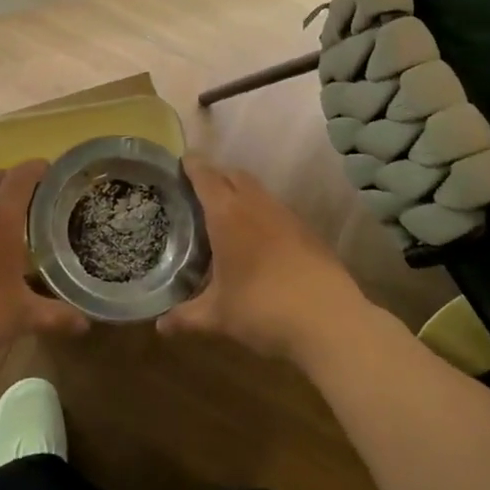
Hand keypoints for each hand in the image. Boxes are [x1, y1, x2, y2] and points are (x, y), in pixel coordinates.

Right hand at [159, 160, 380, 368]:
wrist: (330, 321)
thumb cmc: (263, 309)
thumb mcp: (218, 316)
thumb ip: (185, 317)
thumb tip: (159, 327)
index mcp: (228, 214)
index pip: (206, 176)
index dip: (192, 166)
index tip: (180, 162)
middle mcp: (257, 205)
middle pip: (234, 175)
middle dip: (216, 176)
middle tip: (197, 191)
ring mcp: (287, 216)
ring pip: (258, 191)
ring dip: (240, 193)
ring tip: (225, 214)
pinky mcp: (308, 232)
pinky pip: (276, 210)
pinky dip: (261, 213)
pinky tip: (257, 240)